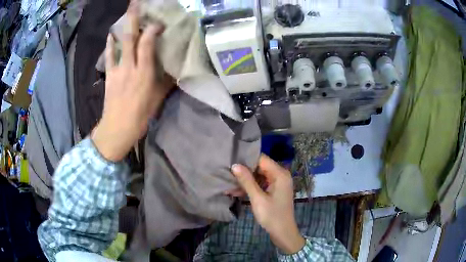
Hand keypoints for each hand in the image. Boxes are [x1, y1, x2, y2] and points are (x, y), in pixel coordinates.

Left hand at [92, 2, 172, 161]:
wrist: (117, 129)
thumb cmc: (140, 116)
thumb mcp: (157, 99)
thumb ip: (165, 82)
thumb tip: (173, 71)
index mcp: (144, 73)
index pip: (147, 44)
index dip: (152, 30)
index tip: (158, 24)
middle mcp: (130, 67)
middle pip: (130, 38)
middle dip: (133, 19)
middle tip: (135, 4)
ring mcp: (117, 70)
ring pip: (119, 44)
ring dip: (122, 27)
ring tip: (126, 14)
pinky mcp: (109, 75)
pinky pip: (109, 56)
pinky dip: (110, 45)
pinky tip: (110, 35)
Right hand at [231, 155, 304, 253]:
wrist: (283, 232)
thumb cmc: (272, 215)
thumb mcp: (257, 198)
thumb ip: (247, 181)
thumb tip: (235, 165)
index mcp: (280, 174)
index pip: (261, 159)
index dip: (246, 160)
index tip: (231, 162)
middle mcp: (280, 175)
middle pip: (260, 167)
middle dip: (244, 171)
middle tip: (227, 173)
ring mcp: (278, 183)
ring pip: (259, 176)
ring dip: (245, 180)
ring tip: (228, 183)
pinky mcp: (274, 190)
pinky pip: (261, 184)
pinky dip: (251, 187)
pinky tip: (236, 191)